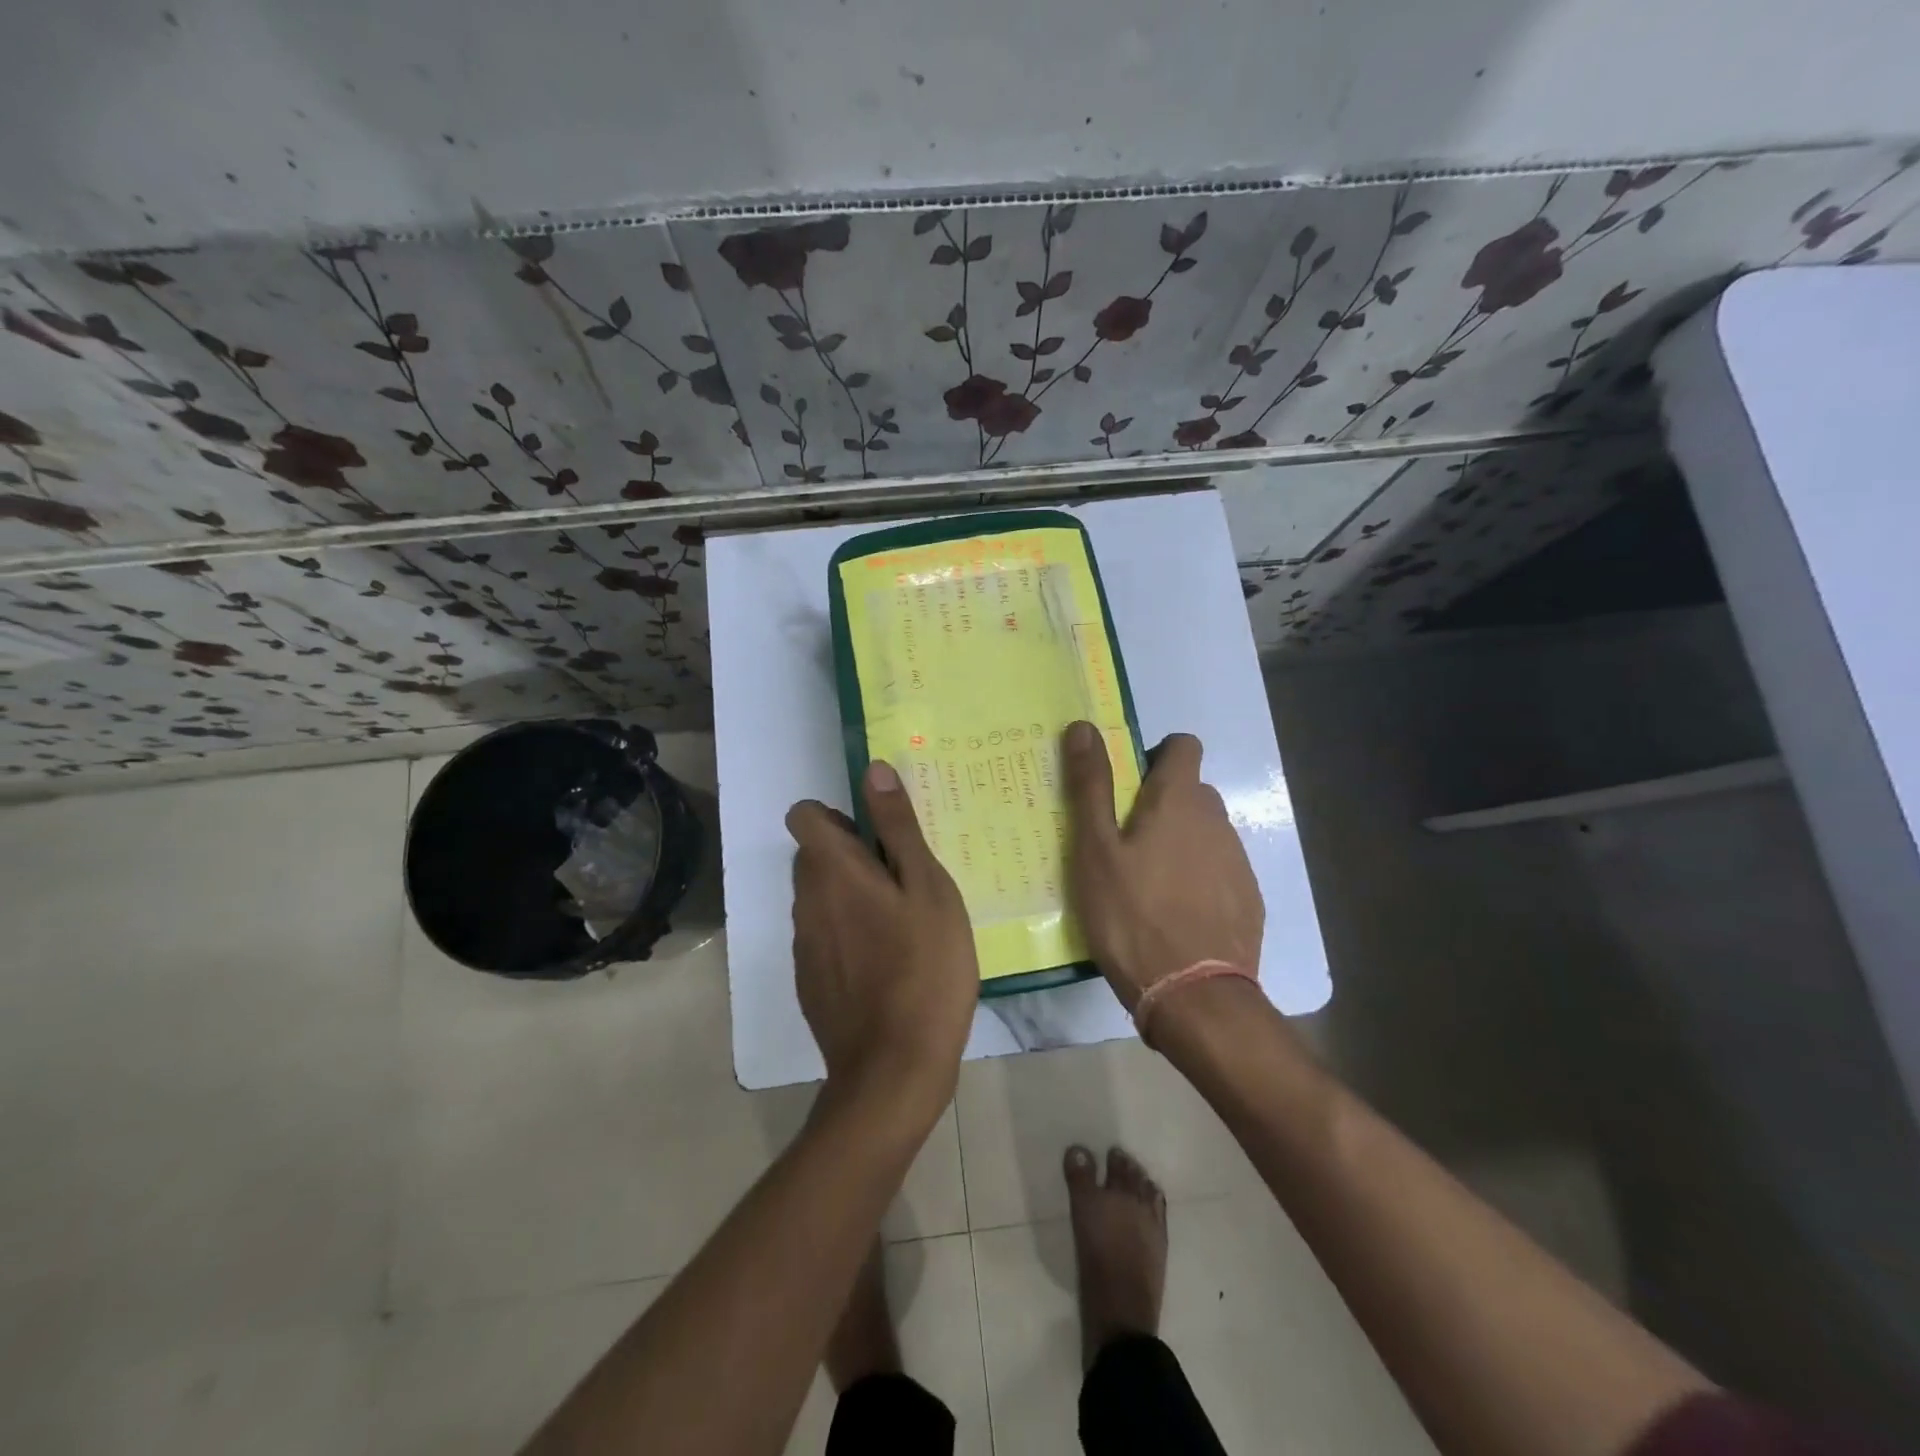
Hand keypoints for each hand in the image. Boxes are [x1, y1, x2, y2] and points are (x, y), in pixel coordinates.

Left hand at [787, 760, 978, 1116]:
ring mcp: (803, 946)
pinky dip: (848, 936)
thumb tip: (872, 768)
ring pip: (819, 898)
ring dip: (851, 897)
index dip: (838, 816)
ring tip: (903, 924)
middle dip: (851, 856)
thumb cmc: (924, 967)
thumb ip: (897, 827)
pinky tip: (888, 965)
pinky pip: (824, 937)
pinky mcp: (809, 981)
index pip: (804, 815)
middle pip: (813, 856)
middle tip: (904, 881)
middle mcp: (805, 901)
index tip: (877, 838)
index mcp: (832, 871)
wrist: (894, 1070)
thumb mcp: (927, 887)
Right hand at [1062, 721, 1263, 1010]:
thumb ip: (1090, 786)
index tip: (1127, 787)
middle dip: (1162, 804)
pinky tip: (1174, 914)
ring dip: (1180, 843)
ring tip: (1146, 885)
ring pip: (1205, 833)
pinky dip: (1198, 879)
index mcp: (1179, 801)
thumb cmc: (1132, 914)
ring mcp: (1238, 862)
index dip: (1156, 756)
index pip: (1183, 745)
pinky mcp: (1248, 900)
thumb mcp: (1095, 850)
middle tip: (1124, 842)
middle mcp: (1217, 821)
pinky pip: (1219, 871)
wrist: (1193, 996)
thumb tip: (1083, 726)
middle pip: (1192, 792)